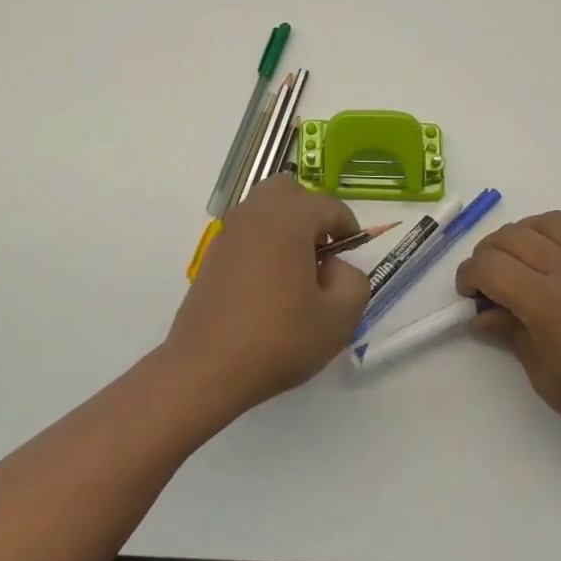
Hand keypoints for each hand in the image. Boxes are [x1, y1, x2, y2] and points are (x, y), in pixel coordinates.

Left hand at [165, 176, 372, 416]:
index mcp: (289, 217)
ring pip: (265, 208)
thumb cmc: (278, 339)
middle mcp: (256, 212)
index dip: (349, 230)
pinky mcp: (212, 253)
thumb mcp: (339, 318)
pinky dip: (263, 243)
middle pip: (290, 192)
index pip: (330, 206)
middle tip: (322, 254)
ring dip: (286, 226)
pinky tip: (268, 285)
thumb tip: (335, 266)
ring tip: (296, 271)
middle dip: (311, 214)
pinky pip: (247, 232)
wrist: (207, 368)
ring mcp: (229, 231)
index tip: (352, 259)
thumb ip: (353, 281)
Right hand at [456, 213, 560, 464]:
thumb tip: (483, 316)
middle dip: (488, 254)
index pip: (489, 265)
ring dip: (527, 235)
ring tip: (525, 262)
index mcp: (545, 300)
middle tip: (489, 285)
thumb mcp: (547, 380)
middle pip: (513, 237)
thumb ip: (512, 336)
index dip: (468, 276)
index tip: (468, 298)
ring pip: (552, 222)